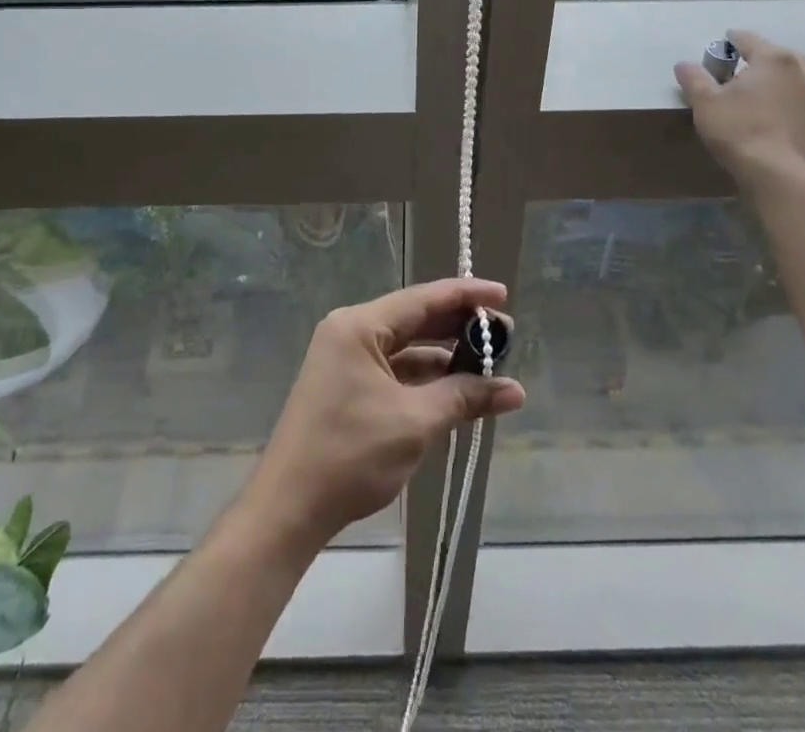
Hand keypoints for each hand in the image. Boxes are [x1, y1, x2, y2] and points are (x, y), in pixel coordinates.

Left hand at [244, 279, 523, 547]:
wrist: (289, 508)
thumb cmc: (350, 455)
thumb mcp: (414, 423)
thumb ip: (464, 397)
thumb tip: (514, 389)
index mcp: (359, 326)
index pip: (423, 298)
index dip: (466, 296)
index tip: (502, 295)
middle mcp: (351, 332)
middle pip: (415, 319)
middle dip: (459, 328)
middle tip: (504, 335)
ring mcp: (346, 359)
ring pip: (406, 347)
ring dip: (445, 356)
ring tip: (489, 364)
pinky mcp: (347, 386)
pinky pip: (395, 370)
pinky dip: (425, 378)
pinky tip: (458, 389)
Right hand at [675, 29, 804, 187]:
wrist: (778, 175)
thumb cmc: (739, 129)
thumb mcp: (704, 102)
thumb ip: (694, 78)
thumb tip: (684, 64)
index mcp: (774, 59)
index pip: (748, 39)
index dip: (731, 39)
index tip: (721, 43)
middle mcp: (801, 72)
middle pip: (777, 55)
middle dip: (759, 58)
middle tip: (739, 68)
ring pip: (794, 78)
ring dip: (777, 80)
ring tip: (758, 92)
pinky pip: (801, 103)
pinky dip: (788, 103)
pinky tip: (773, 116)